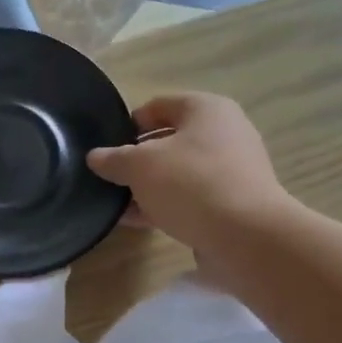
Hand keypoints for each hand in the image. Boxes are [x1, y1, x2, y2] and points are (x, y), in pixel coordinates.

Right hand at [87, 93, 297, 288]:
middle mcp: (224, 133)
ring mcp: (231, 170)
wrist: (246, 236)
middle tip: (109, 177)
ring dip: (148, 186)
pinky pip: (190, 198)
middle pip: (169, 141)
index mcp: (206, 110)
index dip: (128, 124)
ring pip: (178, 172)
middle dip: (137, 159)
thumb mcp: (139, 166)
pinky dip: (164, 205)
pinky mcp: (232, 203)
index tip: (105, 147)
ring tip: (117, 204)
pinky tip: (137, 221)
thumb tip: (95, 157)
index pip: (158, 106)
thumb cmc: (190, 183)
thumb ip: (114, 159)